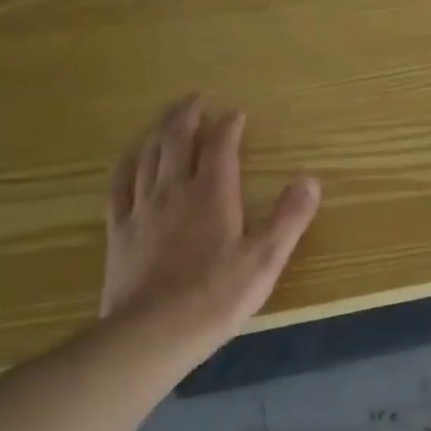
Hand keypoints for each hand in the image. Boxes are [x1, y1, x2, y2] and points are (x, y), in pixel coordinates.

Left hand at [99, 95, 319, 355]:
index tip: (237, 113)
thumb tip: (310, 179)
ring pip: (148, 155)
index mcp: (212, 194)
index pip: (221, 147)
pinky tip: (130, 156)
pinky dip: (128, 162)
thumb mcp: (266, 258)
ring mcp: (142, 208)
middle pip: (178, 140)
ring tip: (167, 117)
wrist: (152, 333)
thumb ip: (289, 216)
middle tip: (195, 98)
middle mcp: (175, 190)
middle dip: (188, 115)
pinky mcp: (120, 230)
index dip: (229, 126)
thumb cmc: (216, 295)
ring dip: (159, 130)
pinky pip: (120, 184)